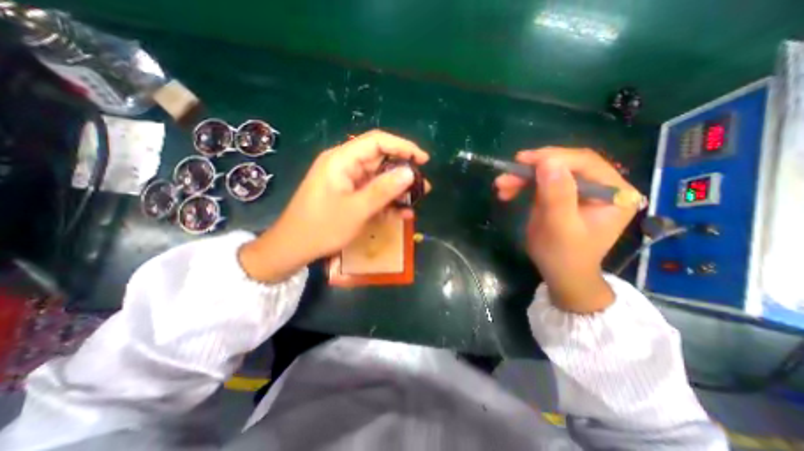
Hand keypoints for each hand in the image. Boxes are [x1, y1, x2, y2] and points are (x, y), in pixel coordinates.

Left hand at [237, 129, 429, 281]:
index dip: (403, 146)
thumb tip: (410, 172)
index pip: (377, 141)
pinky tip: (402, 212)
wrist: (293, 248)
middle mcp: (344, 165)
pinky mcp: (348, 194)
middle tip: (423, 185)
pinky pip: (371, 192)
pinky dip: (386, 201)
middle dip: (403, 172)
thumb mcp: (357, 209)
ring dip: (397, 189)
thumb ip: (384, 189)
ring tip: (417, 199)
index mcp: (341, 160)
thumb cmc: (322, 228)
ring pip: (378, 178)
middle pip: (379, 160)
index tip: (423, 159)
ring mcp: (346, 181)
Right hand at [495, 149, 638, 312]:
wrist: (561, 274)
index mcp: (614, 192)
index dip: (552, 158)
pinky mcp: (564, 195)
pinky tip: (507, 191)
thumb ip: (557, 195)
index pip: (584, 163)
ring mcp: (581, 190)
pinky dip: (523, 184)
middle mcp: (601, 186)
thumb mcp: (560, 228)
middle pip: (565, 165)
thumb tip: (548, 162)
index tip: (522, 160)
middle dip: (532, 169)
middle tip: (506, 175)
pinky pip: (542, 182)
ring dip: (523, 177)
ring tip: (501, 185)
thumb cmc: (564, 256)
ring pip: (549, 172)